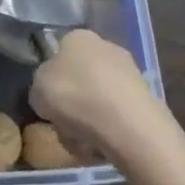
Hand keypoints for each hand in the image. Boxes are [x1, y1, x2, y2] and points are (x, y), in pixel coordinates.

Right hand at [31, 29, 176, 165]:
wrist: (128, 126)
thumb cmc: (75, 96)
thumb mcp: (37, 89)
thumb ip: (40, 86)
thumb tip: (50, 93)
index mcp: (78, 37)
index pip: (60, 54)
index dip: (52, 80)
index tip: (49, 102)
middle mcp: (106, 47)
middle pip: (80, 79)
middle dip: (72, 104)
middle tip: (64, 126)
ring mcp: (130, 74)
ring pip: (98, 101)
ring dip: (88, 123)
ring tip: (83, 143)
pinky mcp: (147, 101)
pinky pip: (118, 118)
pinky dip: (108, 133)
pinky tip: (103, 148)